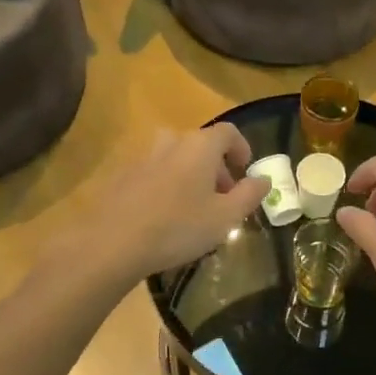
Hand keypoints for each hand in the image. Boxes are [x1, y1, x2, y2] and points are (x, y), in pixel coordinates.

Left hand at [63, 124, 267, 288]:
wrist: (112, 242)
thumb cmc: (178, 227)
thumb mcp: (225, 217)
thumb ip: (249, 194)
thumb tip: (264, 179)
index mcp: (200, 145)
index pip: (229, 132)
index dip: (241, 148)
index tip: (245, 171)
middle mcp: (172, 140)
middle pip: (201, 144)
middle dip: (217, 167)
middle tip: (222, 197)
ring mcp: (143, 155)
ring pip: (176, 157)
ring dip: (190, 174)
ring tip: (193, 206)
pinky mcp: (122, 174)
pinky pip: (154, 172)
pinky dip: (166, 184)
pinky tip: (164, 215)